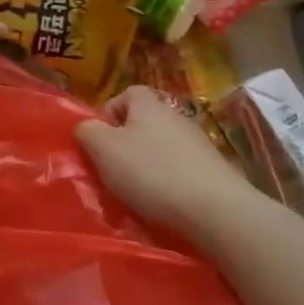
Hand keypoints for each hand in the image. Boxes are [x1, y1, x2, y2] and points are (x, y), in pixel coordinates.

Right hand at [75, 86, 256, 245]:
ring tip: (138, 193)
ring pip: (162, 149)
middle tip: (113, 170)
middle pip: (143, 123)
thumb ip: (87, 132)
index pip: (126, 94)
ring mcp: (199, 144)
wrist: (217, 210)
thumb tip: (86, 127)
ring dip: (148, 166)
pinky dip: (169, 184)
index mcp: (149, 105)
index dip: (109, 114)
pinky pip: (181, 171)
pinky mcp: (214, 172)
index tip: (100, 141)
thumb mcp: (103, 149)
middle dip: (126, 145)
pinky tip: (164, 204)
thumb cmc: (152, 172)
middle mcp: (176, 117)